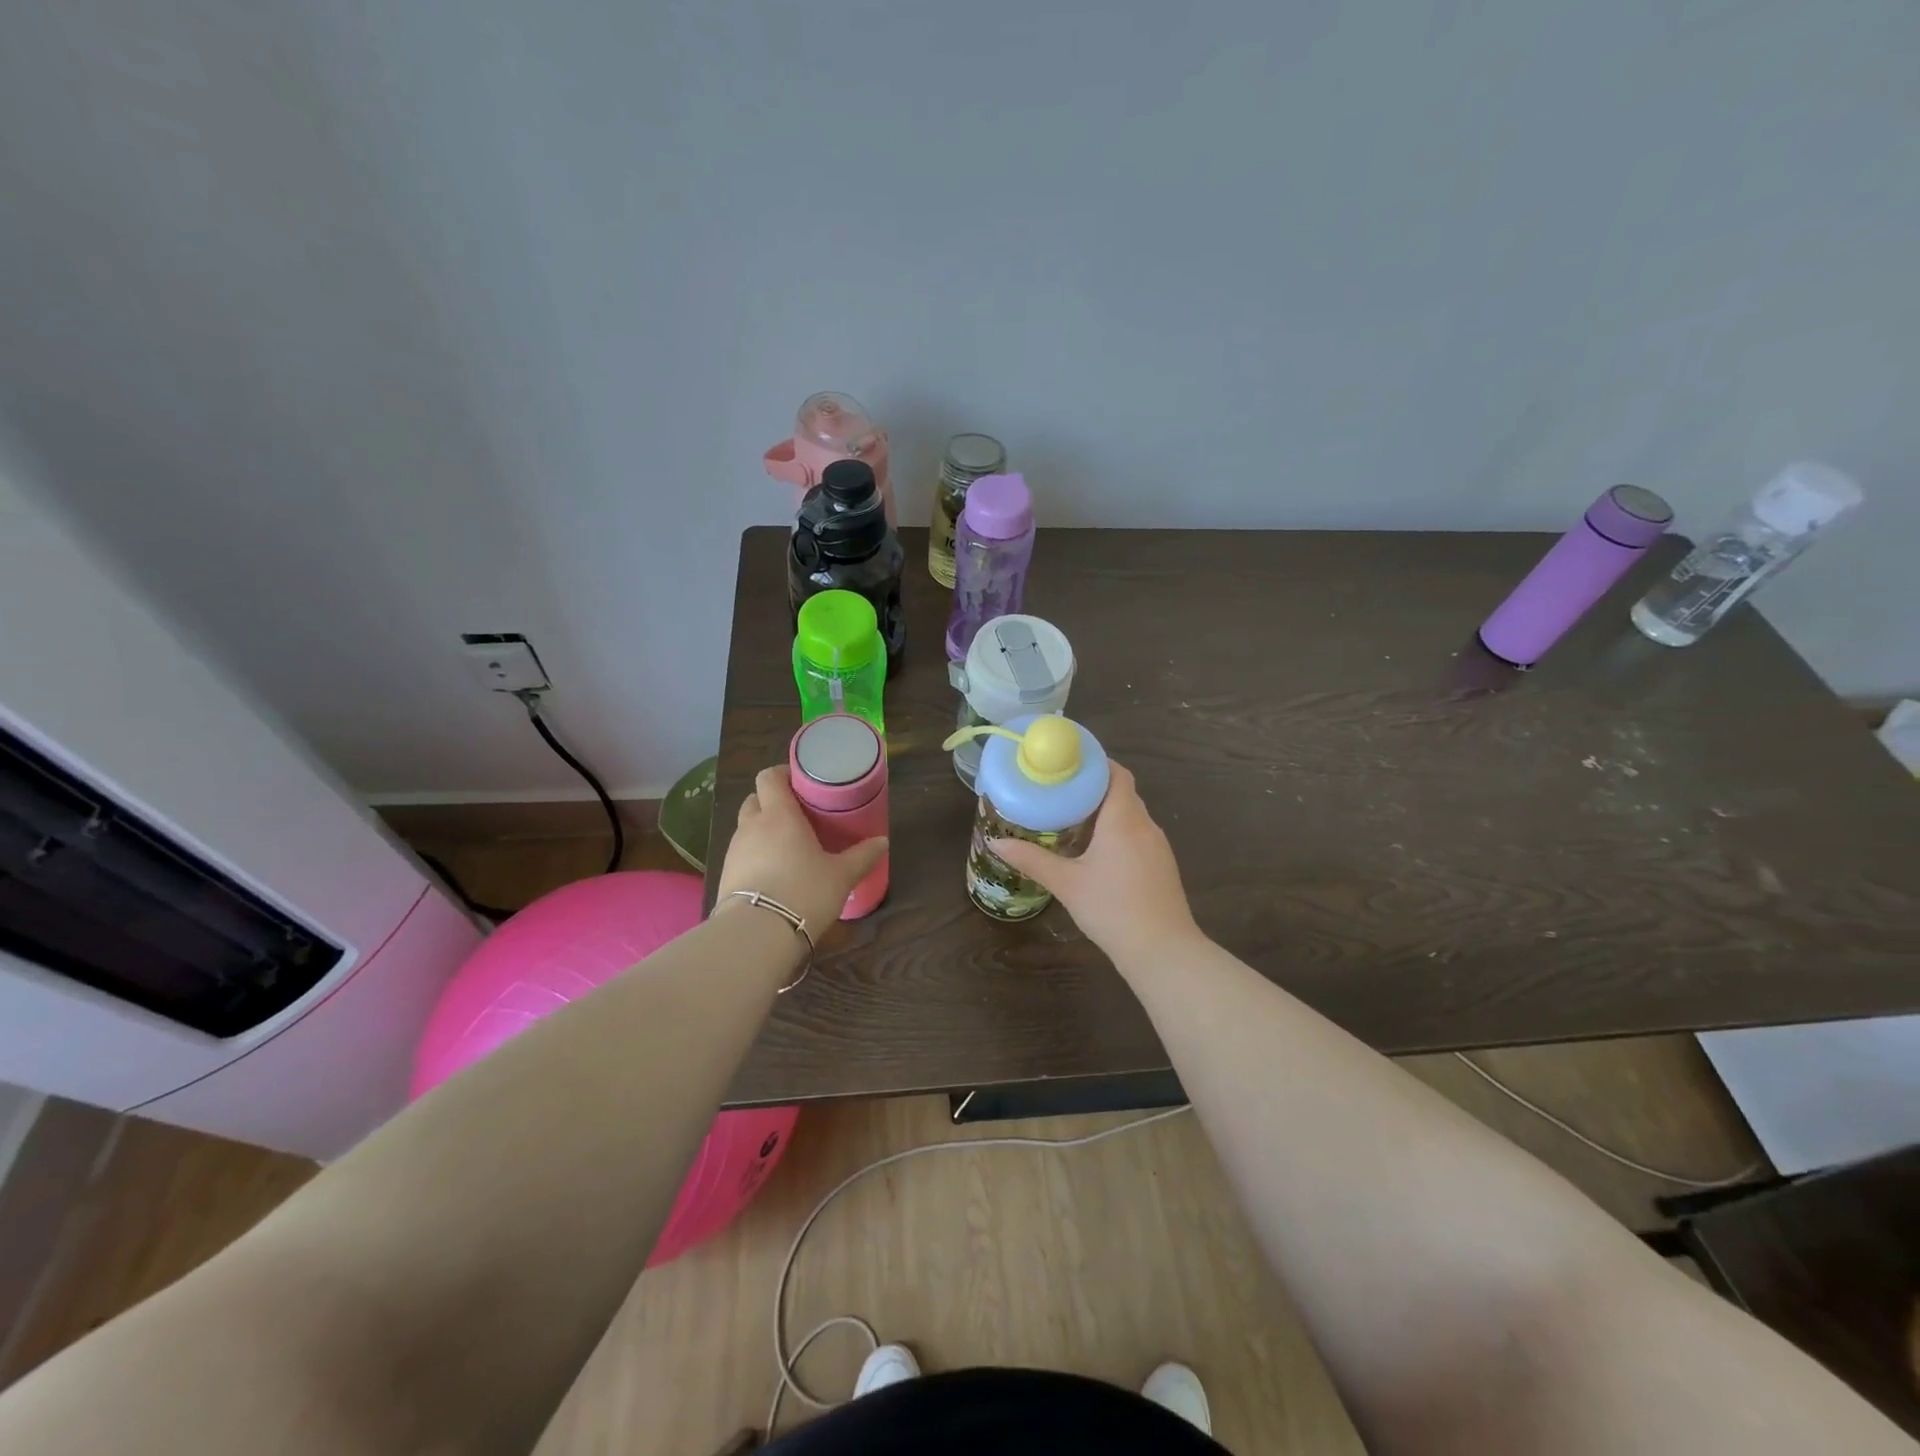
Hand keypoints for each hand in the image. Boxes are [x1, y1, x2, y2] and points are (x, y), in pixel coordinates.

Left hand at [715, 766, 887, 935]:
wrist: (757, 935)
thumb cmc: (804, 892)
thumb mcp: (841, 876)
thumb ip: (862, 856)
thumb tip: (882, 842)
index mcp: (779, 815)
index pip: (769, 777)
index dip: (782, 774)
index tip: (801, 782)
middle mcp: (752, 826)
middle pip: (755, 800)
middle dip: (772, 802)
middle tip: (797, 815)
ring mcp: (734, 851)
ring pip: (747, 828)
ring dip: (763, 830)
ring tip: (788, 847)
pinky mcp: (725, 876)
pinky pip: (741, 854)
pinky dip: (755, 856)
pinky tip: (773, 873)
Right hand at [990, 761, 1201, 962]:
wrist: (1162, 950)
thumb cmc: (1112, 908)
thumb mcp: (1066, 883)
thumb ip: (1031, 860)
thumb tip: (995, 843)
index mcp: (1123, 818)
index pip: (1117, 773)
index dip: (1096, 764)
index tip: (1069, 764)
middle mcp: (1145, 825)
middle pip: (1122, 793)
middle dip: (1094, 788)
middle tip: (1060, 791)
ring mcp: (1158, 846)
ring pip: (1132, 816)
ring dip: (1107, 812)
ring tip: (1073, 818)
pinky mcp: (1163, 866)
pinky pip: (1139, 836)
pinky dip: (1119, 833)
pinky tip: (1097, 852)